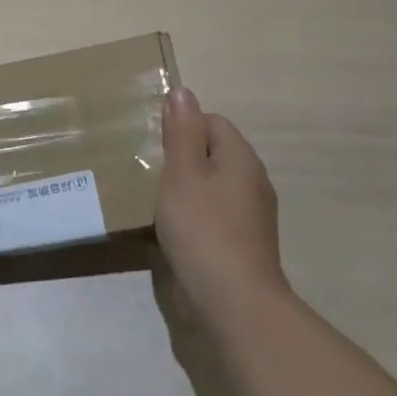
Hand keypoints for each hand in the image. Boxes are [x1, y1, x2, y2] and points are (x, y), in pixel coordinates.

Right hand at [154, 87, 288, 323]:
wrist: (232, 303)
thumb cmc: (203, 228)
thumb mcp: (183, 172)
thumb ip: (182, 132)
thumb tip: (183, 92)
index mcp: (240, 158)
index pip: (212, 122)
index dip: (182, 126)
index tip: (153, 144)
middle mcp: (251, 182)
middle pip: (211, 155)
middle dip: (179, 159)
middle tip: (145, 170)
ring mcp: (248, 217)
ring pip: (209, 188)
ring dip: (182, 191)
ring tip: (150, 200)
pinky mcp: (239, 246)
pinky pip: (210, 218)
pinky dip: (190, 219)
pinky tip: (168, 233)